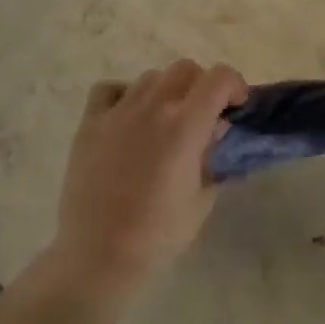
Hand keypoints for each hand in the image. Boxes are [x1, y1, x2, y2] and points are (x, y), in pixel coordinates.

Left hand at [51, 60, 248, 291]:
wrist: (99, 254)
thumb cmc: (158, 234)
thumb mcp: (202, 199)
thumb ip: (213, 157)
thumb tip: (216, 131)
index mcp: (184, 126)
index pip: (219, 78)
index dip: (234, 85)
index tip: (235, 107)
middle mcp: (151, 108)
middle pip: (185, 69)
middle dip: (202, 86)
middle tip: (203, 116)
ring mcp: (117, 112)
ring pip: (151, 77)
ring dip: (167, 91)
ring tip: (165, 122)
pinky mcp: (89, 123)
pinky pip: (110, 89)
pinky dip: (125, 95)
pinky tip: (129, 119)